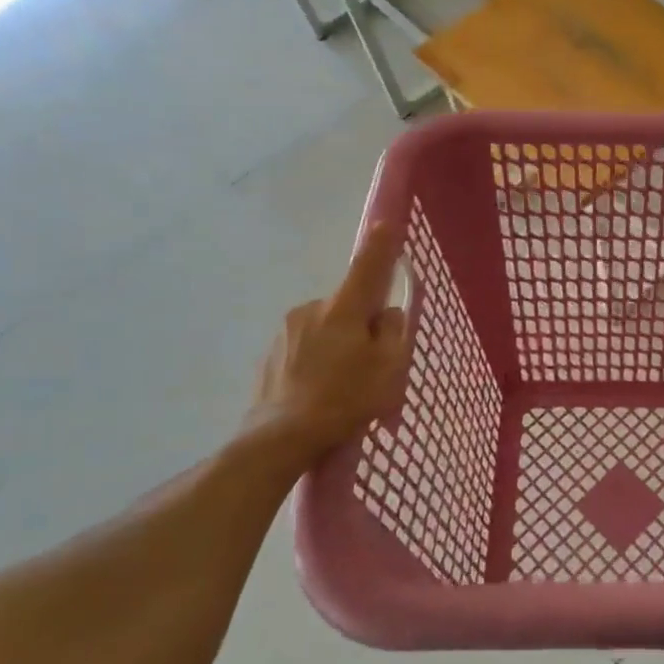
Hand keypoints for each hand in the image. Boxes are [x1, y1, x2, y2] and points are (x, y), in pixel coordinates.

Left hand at [236, 223, 411, 477]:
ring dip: (338, 343)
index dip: (382, 245)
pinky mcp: (271, 354)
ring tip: (343, 385)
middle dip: (362, 323)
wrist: (278, 440)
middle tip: (371, 363)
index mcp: (343, 308)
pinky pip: (306, 347)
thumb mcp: (389, 368)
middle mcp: (311, 309)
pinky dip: (318, 360)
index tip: (388, 224)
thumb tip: (385, 313)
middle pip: (349, 304)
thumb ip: (393, 331)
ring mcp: (286, 331)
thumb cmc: (343, 400)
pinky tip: (320, 391)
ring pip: (326, 327)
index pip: (367, 266)